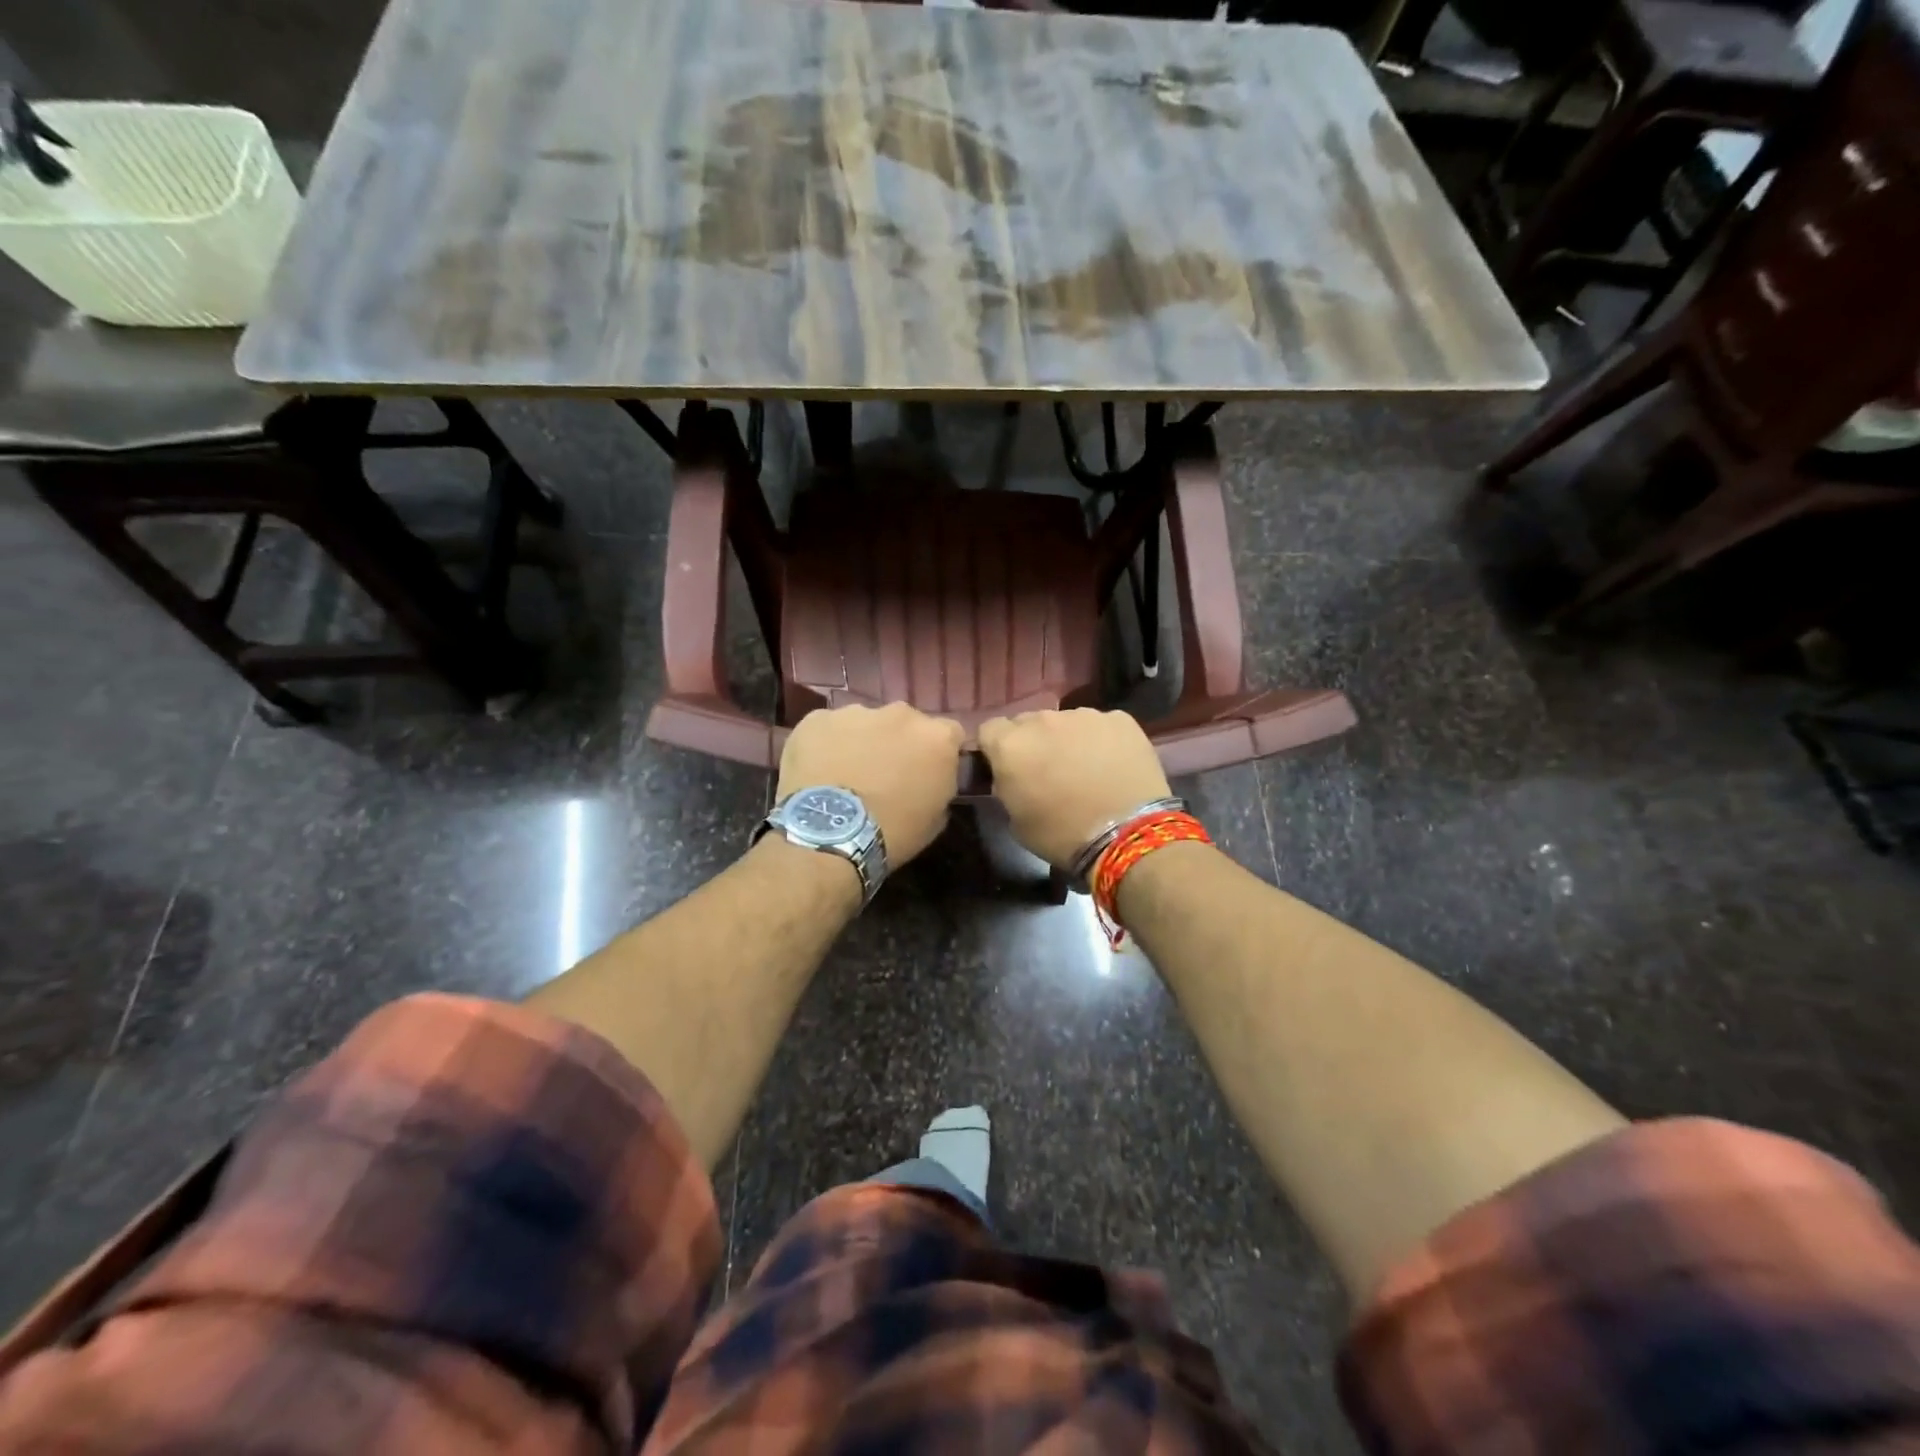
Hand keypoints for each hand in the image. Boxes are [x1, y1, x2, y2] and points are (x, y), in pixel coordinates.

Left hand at [777, 703, 965, 864]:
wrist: (831, 835)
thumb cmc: (893, 833)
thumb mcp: (935, 818)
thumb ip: (938, 785)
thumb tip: (929, 780)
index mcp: (937, 737)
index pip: (950, 734)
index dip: (937, 752)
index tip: (927, 771)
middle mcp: (901, 714)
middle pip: (905, 723)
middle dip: (898, 742)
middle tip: (884, 773)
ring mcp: (856, 712)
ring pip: (864, 723)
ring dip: (861, 741)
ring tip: (846, 774)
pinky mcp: (817, 719)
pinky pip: (827, 728)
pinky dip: (825, 745)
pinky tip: (818, 772)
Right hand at [977, 708, 1171, 868]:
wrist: (1127, 834)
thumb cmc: (1062, 835)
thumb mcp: (1016, 821)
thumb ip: (1006, 787)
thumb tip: (1011, 776)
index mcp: (1011, 745)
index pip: (990, 730)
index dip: (996, 748)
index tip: (1006, 767)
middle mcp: (1043, 720)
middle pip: (1027, 722)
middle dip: (1032, 741)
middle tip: (1047, 770)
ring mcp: (1084, 715)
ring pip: (1065, 722)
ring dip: (1067, 739)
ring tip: (1085, 768)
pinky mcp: (1120, 719)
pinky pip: (1101, 725)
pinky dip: (1101, 740)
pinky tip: (1112, 765)